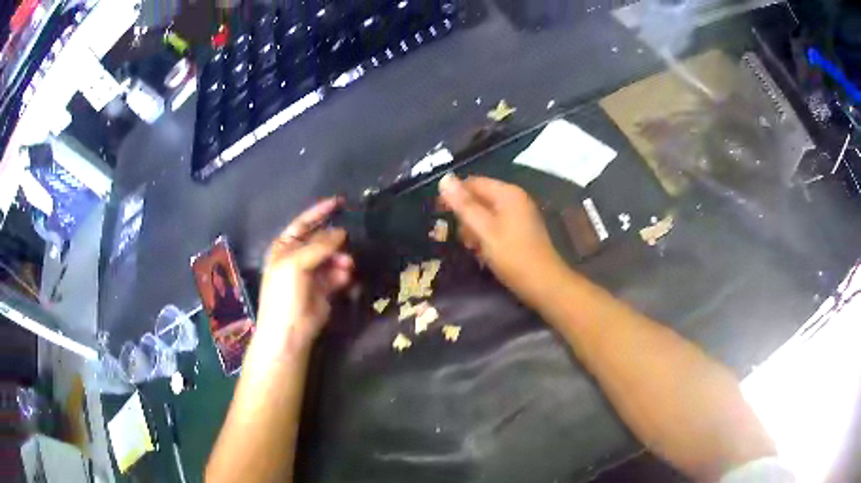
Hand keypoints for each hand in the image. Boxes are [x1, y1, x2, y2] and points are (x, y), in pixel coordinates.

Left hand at [255, 198, 353, 354]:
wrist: (289, 331)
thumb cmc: (284, 294)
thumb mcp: (295, 264)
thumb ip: (318, 245)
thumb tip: (341, 232)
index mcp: (284, 247)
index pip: (303, 223)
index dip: (319, 212)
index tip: (340, 202)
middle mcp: (298, 257)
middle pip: (321, 240)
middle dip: (335, 241)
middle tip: (348, 242)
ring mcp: (311, 274)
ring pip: (332, 257)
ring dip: (341, 258)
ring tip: (348, 265)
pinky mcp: (324, 289)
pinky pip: (337, 274)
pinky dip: (343, 274)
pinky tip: (347, 277)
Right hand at [439, 174, 567, 304]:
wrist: (544, 284)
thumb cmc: (513, 256)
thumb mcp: (484, 230)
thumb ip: (463, 205)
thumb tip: (444, 178)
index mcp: (507, 193)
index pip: (473, 182)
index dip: (453, 195)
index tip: (437, 213)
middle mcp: (515, 199)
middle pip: (479, 198)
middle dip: (465, 216)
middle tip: (460, 238)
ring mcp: (519, 215)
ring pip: (486, 214)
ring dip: (474, 229)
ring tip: (472, 248)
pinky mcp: (520, 231)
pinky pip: (495, 226)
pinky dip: (485, 236)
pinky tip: (483, 253)